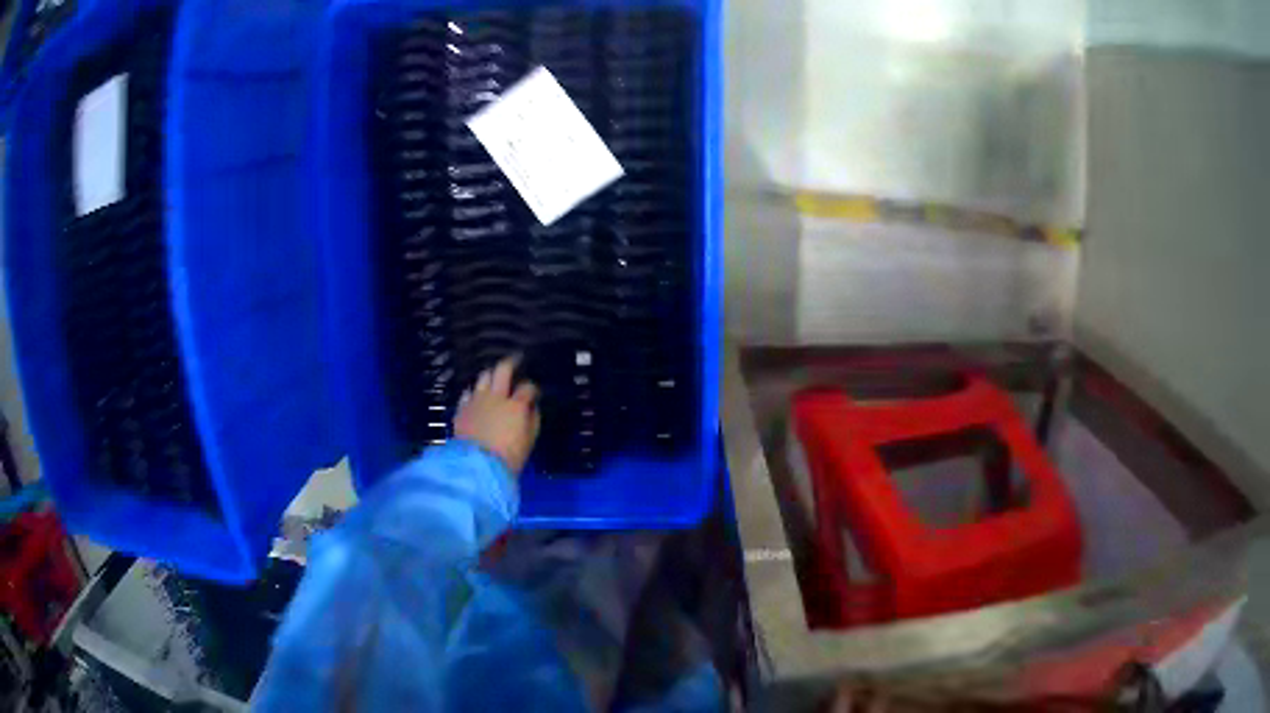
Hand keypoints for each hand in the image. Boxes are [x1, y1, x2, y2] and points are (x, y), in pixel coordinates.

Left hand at [454, 357, 539, 474]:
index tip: (533, 392)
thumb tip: (532, 408)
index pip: (528, 387)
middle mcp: (496, 397)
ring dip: (490, 375)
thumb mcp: (529, 441)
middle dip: (511, 362)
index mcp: (516, 405)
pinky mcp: (462, 408)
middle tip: (515, 360)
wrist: (477, 466)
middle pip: (503, 369)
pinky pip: (468, 392)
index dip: (532, 388)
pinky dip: (473, 392)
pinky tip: (475, 395)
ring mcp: (477, 400)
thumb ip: (532, 421)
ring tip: (493, 378)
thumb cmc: (508, 457)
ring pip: (483, 376)